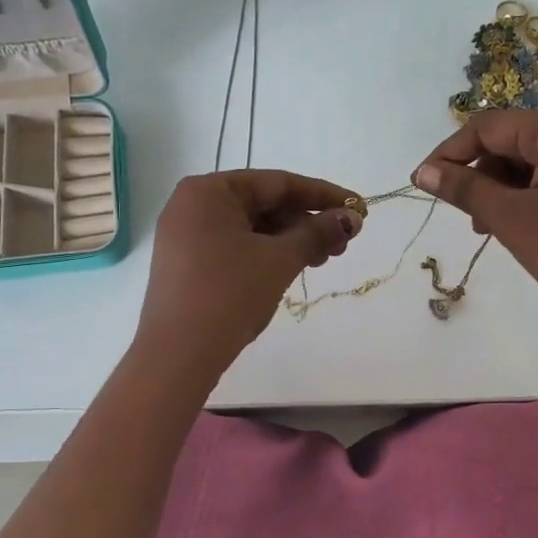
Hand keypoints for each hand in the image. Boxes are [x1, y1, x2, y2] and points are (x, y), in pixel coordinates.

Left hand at [134, 169, 361, 380]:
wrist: (178, 354)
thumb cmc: (230, 294)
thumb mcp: (279, 260)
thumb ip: (317, 233)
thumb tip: (352, 218)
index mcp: (209, 190)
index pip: (277, 183)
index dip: (323, 195)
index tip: (359, 207)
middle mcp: (192, 205)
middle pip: (263, 204)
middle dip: (307, 222)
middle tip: (343, 243)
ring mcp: (186, 236)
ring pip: (251, 228)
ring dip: (290, 240)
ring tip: (323, 260)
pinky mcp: (187, 264)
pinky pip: (235, 247)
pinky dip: (266, 254)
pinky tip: (291, 268)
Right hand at [414, 109, 537, 352]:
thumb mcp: (509, 216)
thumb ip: (463, 188)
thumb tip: (422, 171)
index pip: (489, 126)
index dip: (450, 152)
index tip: (421, 182)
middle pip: (509, 141)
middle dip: (477, 174)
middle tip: (458, 212)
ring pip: (526, 163)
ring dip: (497, 190)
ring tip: (483, 227)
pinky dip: (522, 199)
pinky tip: (510, 227)